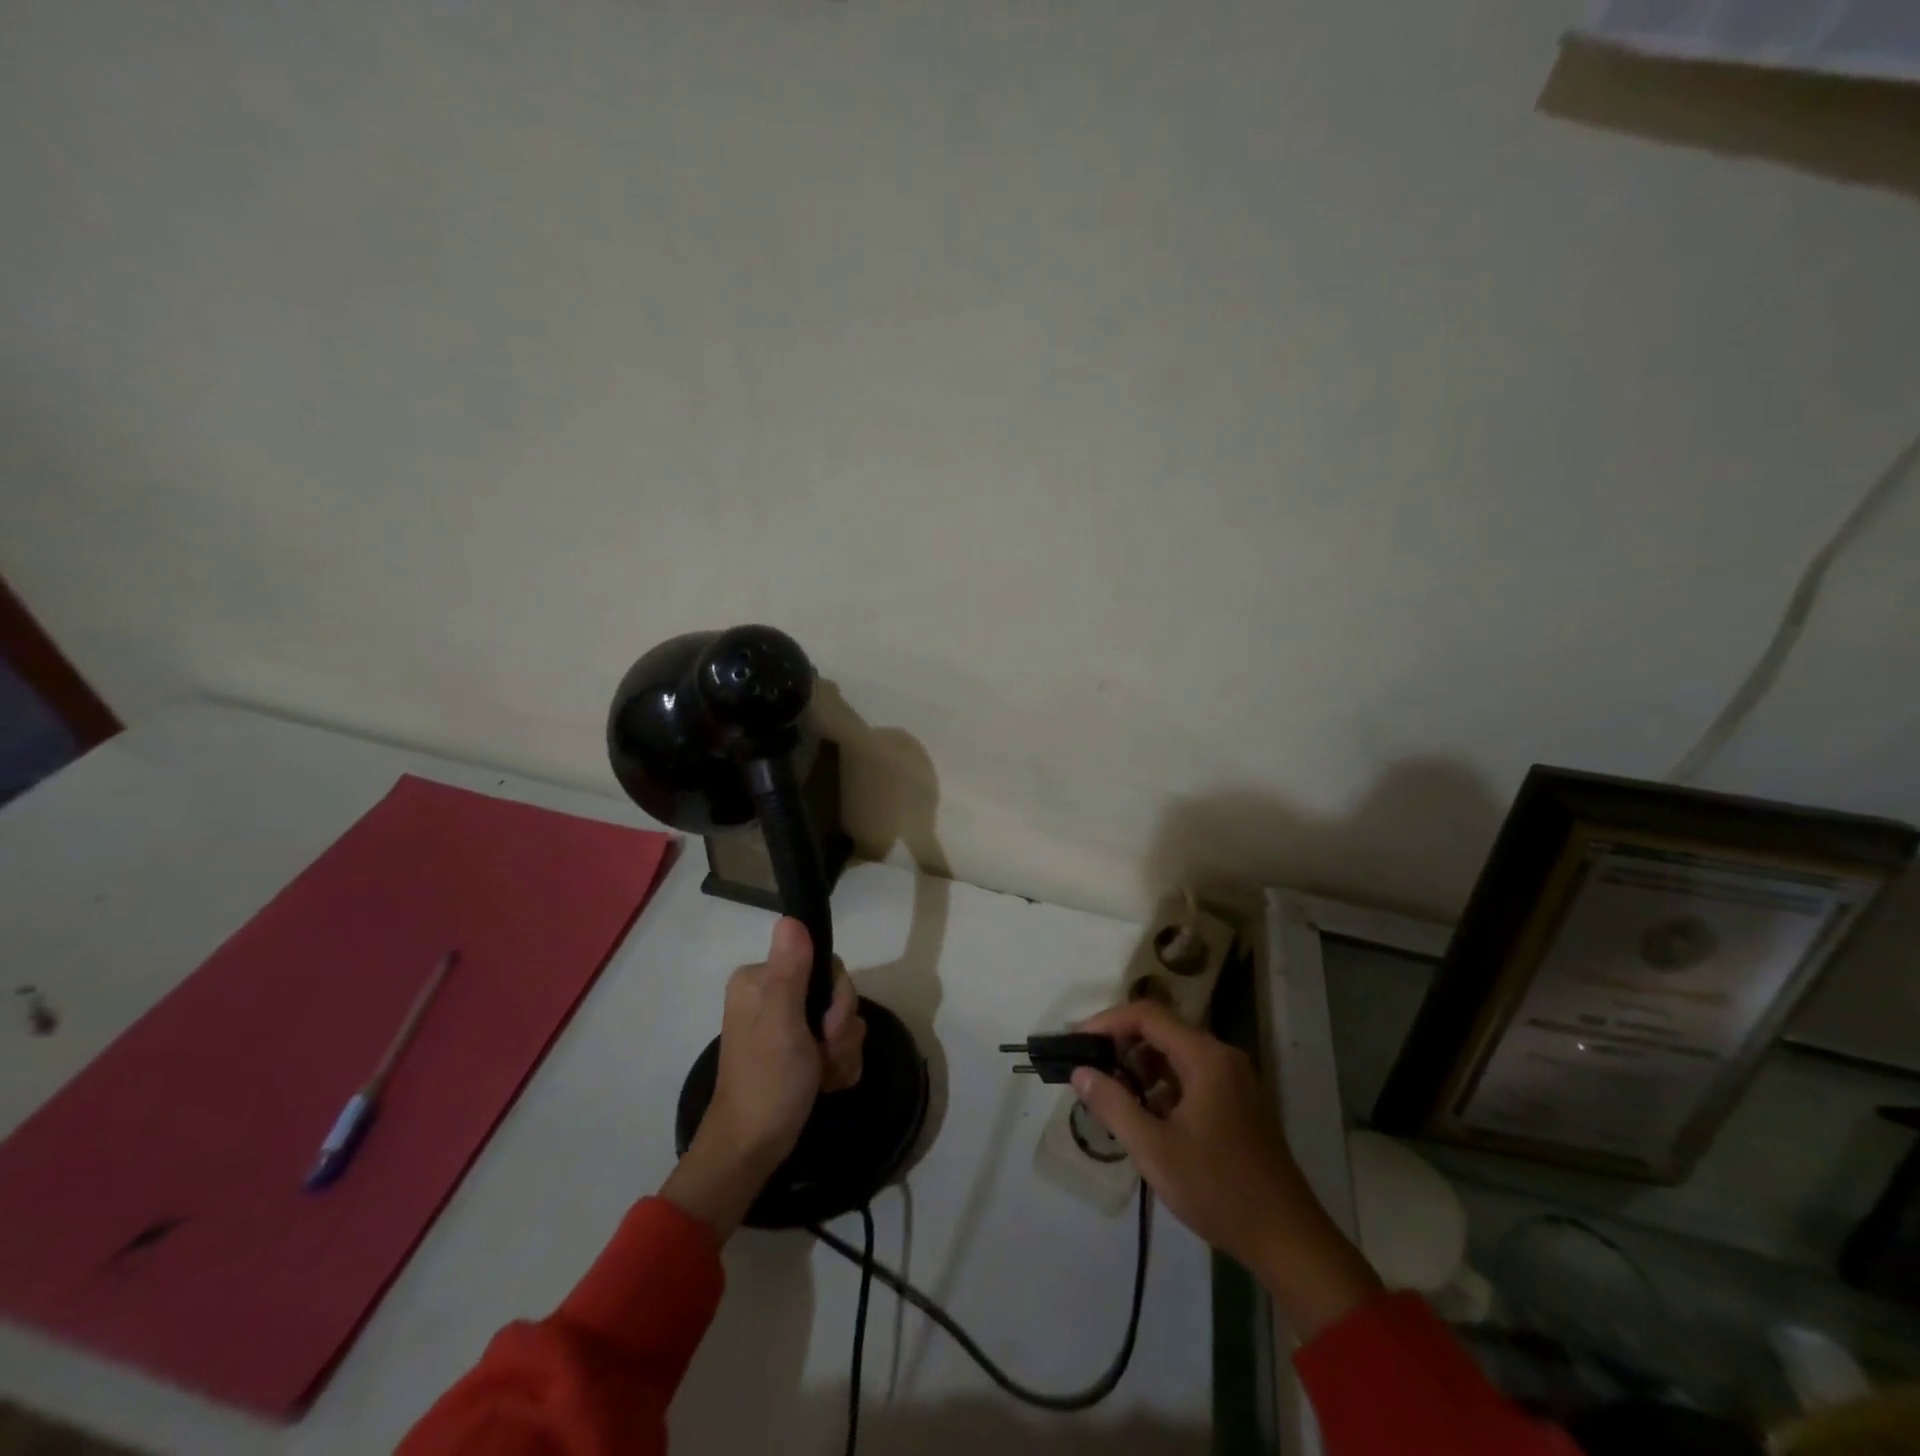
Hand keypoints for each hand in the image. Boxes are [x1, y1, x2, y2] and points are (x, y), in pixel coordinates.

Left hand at [661, 918, 865, 1239]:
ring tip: (824, 1076)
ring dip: (842, 1051)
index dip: (837, 997)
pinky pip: (838, 1042)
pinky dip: (838, 1064)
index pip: (824, 963)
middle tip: (824, 1057)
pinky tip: (826, 1083)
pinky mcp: (799, 1049)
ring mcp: (787, 1023)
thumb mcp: (781, 1024)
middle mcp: (773, 993)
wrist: (753, 1151)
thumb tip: (792, 918)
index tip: (827, 1028)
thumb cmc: (766, 1084)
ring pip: (841, 1019)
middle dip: (840, 1029)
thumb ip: (790, 971)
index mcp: (761, 979)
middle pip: (835, 992)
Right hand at [1072, 1001, 1381, 1339]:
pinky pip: (1191, 1076)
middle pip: (1162, 1030)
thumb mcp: (1154, 1149)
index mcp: (1206, 1057)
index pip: (1147, 1015)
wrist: (1288, 1240)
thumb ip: (1113, 1104)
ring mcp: (1234, 1080)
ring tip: (1110, 1094)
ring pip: (1176, 1055)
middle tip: (1088, 1068)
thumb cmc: (1218, 1189)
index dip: (1107, 1022)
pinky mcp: (1238, 1103)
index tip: (1077, 1043)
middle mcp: (1223, 1057)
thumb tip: (1081, 1072)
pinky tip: (1145, 1116)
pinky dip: (1162, 1085)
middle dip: (1121, 1045)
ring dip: (1141, 1067)